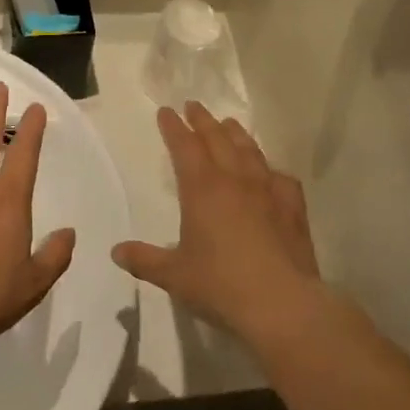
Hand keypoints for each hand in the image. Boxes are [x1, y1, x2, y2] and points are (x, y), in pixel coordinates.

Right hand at [112, 104, 323, 349]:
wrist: (281, 303)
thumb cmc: (220, 285)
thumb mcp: (174, 276)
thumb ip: (145, 260)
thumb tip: (116, 251)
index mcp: (202, 189)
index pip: (184, 147)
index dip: (173, 128)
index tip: (166, 112)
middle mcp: (235, 180)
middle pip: (217, 139)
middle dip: (203, 121)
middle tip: (194, 106)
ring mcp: (268, 190)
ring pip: (249, 151)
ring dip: (236, 134)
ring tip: (229, 124)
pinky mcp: (293, 207)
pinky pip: (281, 178)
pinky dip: (271, 170)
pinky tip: (271, 173)